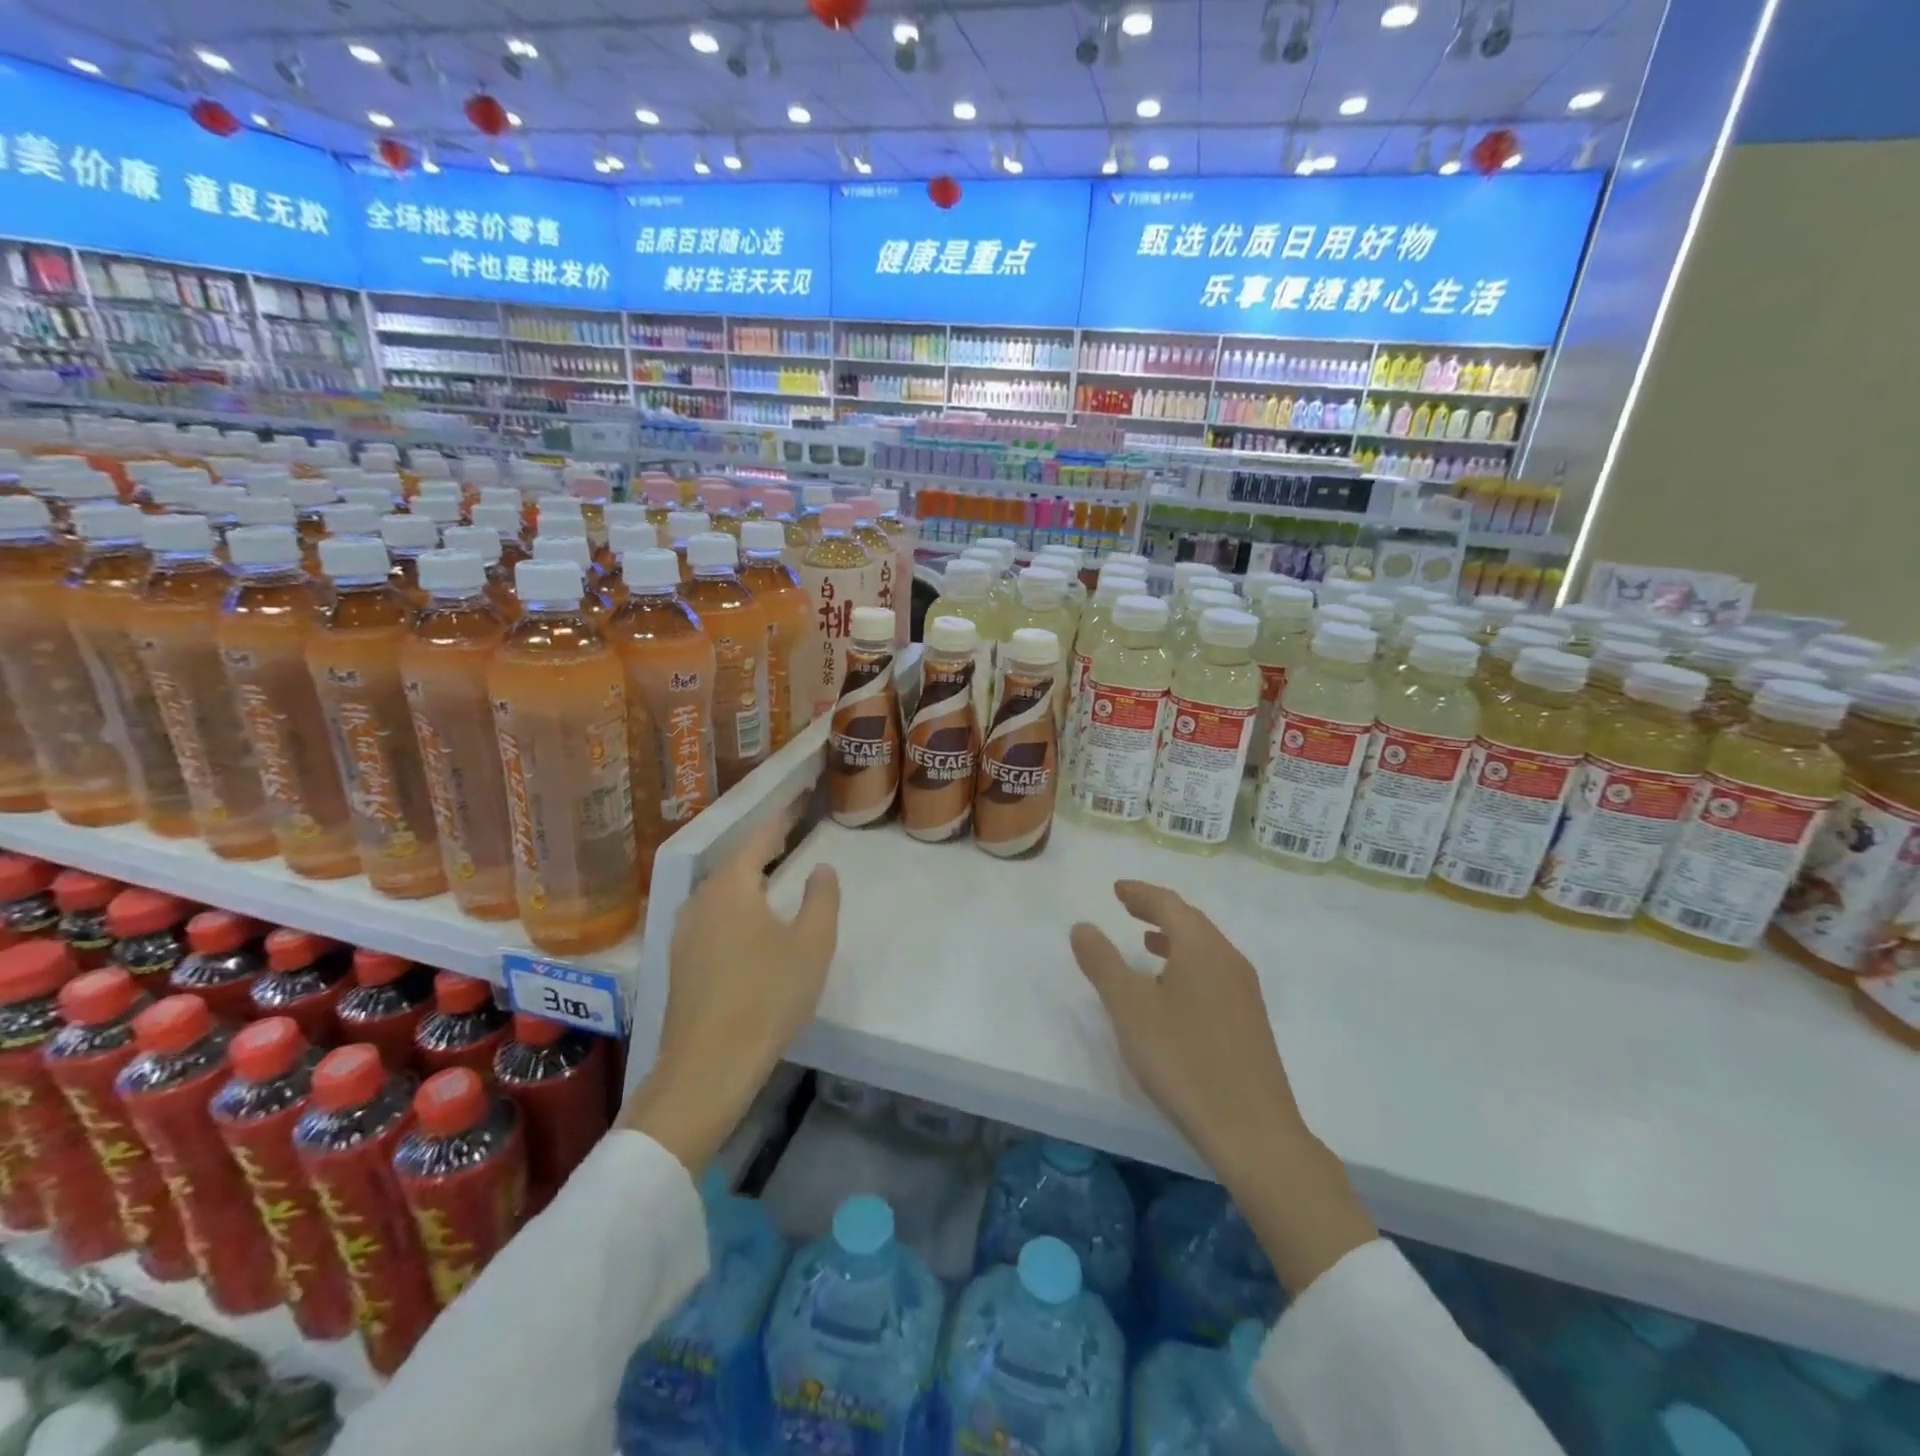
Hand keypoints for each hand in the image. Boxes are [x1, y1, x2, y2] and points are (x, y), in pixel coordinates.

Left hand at [623, 798, 841, 1170]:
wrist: (708, 1066)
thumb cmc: (767, 995)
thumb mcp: (812, 944)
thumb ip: (822, 899)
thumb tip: (822, 868)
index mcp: (730, 888)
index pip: (757, 841)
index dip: (779, 822)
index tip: (795, 806)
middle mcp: (699, 902)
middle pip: (733, 865)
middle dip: (760, 851)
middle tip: (787, 840)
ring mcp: (682, 934)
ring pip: (718, 894)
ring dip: (744, 883)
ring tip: (769, 880)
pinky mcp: (678, 964)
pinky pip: (710, 920)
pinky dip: (732, 910)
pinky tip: (746, 927)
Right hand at [1069, 880, 1303, 1175]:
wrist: (1253, 1131)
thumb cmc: (1184, 1059)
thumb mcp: (1130, 1008)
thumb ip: (1103, 963)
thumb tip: (1082, 926)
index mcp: (1202, 948)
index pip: (1169, 904)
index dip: (1141, 893)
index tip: (1117, 889)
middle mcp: (1229, 960)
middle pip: (1191, 922)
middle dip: (1157, 911)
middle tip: (1128, 907)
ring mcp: (1245, 992)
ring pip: (1205, 949)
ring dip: (1174, 938)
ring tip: (1147, 944)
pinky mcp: (1250, 1022)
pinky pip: (1214, 973)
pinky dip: (1188, 964)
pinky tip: (1173, 992)